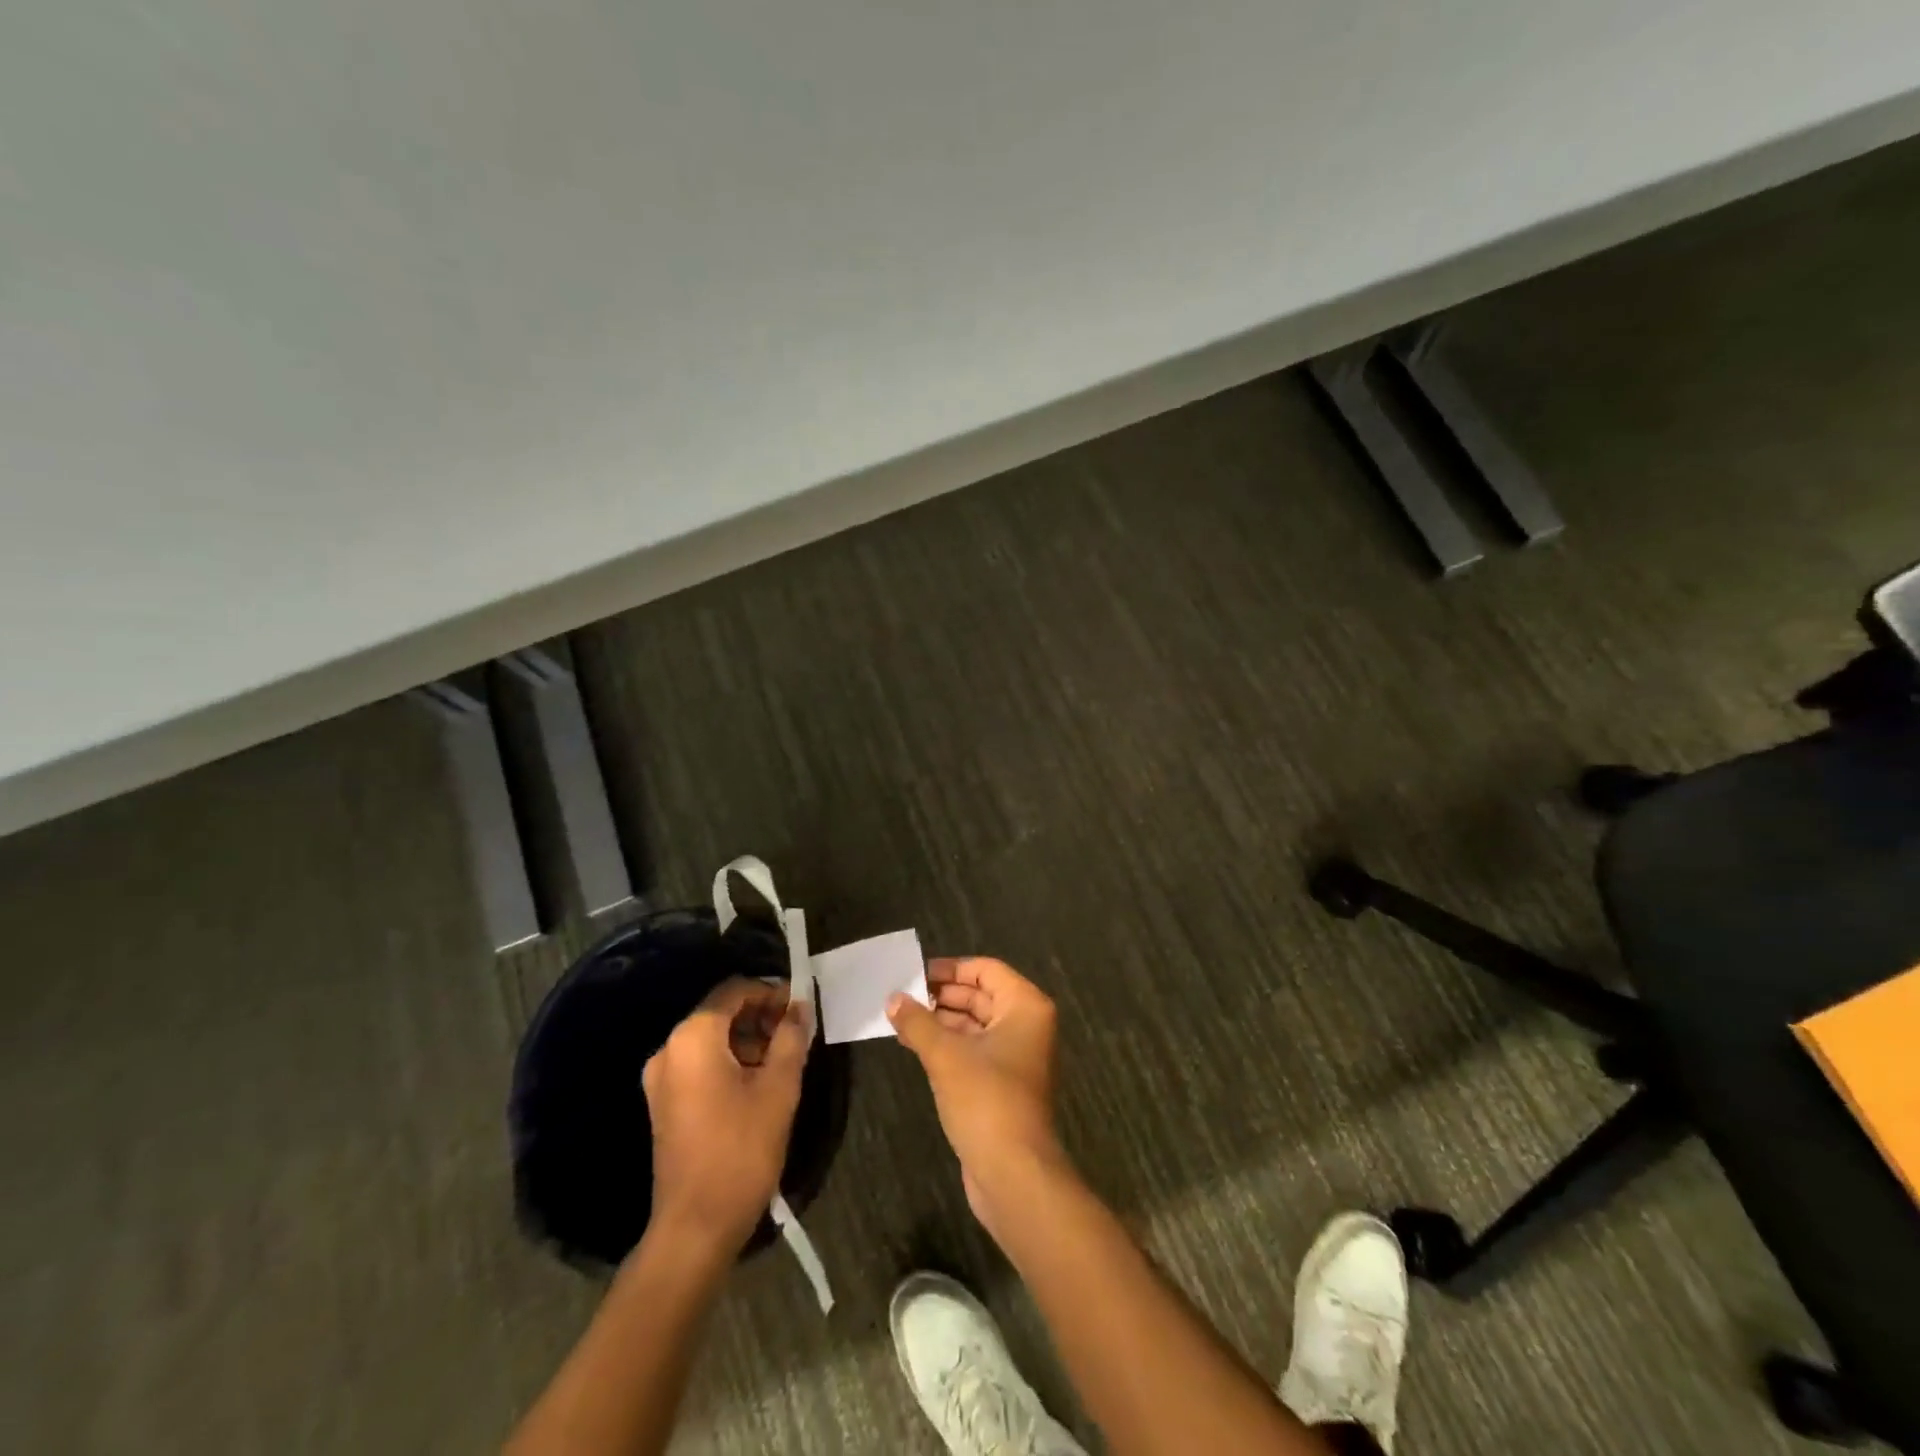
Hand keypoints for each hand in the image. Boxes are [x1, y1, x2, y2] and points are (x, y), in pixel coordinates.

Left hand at [641, 978, 810, 1258]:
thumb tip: (800, 1007)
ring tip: (783, 1060)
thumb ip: (792, 1037)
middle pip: (720, 1012)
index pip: (735, 990)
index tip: (801, 1009)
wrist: (695, 1226)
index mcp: (693, 1037)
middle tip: (796, 1035)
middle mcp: (670, 1049)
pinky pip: (699, 1064)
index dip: (771, 993)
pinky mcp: (663, 1104)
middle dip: (761, 1017)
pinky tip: (758, 1083)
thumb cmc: (741, 1149)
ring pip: (711, 1039)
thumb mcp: (779, 1087)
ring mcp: (661, 1079)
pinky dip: (729, 1061)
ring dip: (748, 1040)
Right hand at [887, 957, 1066, 1237]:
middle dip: (941, 995)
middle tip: (901, 996)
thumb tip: (892, 998)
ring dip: (940, 1021)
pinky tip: (914, 1045)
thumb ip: (917, 1022)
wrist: (1013, 1174)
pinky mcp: (1002, 1084)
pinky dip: (947, 1044)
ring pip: (974, 1024)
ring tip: (900, 1018)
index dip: (950, 968)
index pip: (985, 970)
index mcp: (1025, 1006)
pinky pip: (973, 1050)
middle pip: (980, 995)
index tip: (914, 974)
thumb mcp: (945, 1055)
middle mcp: (1026, 1025)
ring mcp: (1016, 1056)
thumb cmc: (986, 1100)